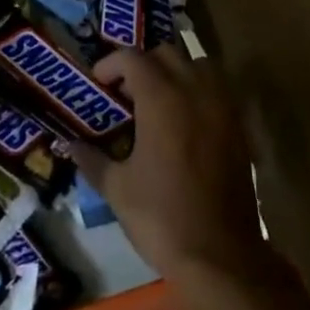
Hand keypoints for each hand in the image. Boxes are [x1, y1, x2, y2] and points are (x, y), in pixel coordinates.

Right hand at [70, 45, 282, 305]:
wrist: (221, 256)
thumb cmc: (162, 218)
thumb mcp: (117, 190)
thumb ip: (92, 159)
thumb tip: (70, 145)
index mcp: (161, 98)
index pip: (132, 57)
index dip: (110, 64)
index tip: (98, 85)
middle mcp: (194, 91)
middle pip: (166, 53)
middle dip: (142, 65)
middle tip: (125, 94)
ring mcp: (221, 106)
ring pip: (197, 65)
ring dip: (175, 72)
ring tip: (158, 101)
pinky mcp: (239, 126)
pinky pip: (217, 90)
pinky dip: (198, 91)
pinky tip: (184, 123)